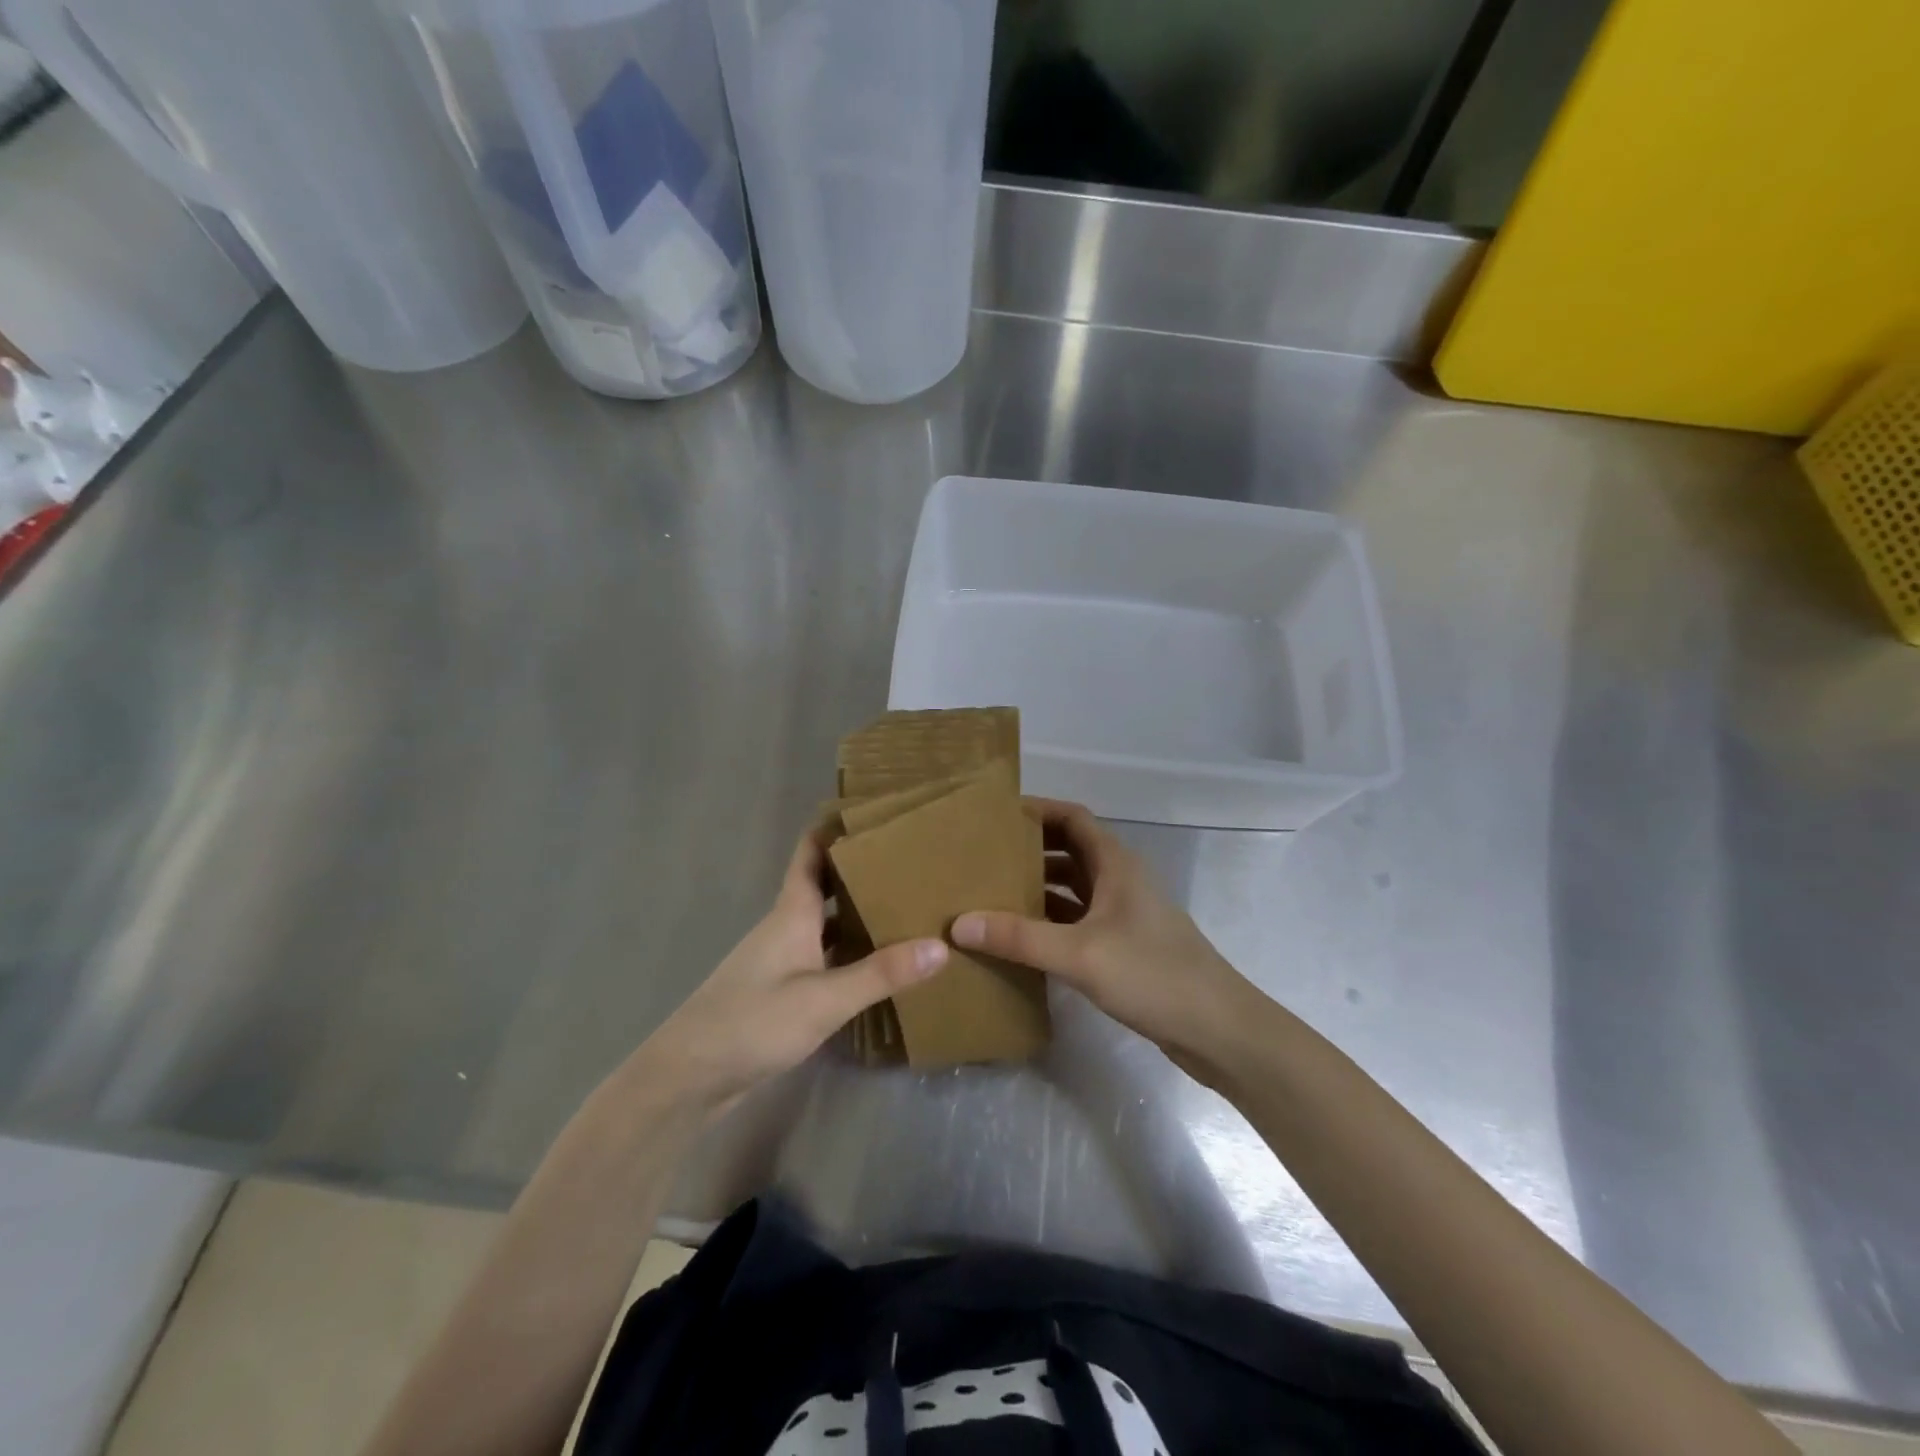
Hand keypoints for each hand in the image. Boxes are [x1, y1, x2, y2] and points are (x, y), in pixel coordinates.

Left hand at [629, 832, 946, 1114]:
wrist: (690, 1077)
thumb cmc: (753, 1022)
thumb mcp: (824, 999)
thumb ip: (881, 974)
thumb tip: (940, 945)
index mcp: (792, 912)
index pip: (811, 853)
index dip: (835, 828)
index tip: (875, 810)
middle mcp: (787, 926)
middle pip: (825, 885)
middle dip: (862, 870)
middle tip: (911, 859)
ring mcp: (783, 959)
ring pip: (827, 922)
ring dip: (860, 911)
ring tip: (907, 904)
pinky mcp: (783, 989)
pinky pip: (825, 955)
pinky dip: (851, 951)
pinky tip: (880, 963)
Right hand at [952, 799, 1264, 1084]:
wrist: (1218, 1030)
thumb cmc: (1152, 975)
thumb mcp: (1079, 954)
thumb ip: (1019, 938)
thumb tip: (958, 925)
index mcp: (1115, 863)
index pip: (1071, 817)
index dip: (1036, 810)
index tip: (993, 816)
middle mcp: (1119, 880)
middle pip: (1069, 850)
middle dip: (1028, 850)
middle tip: (981, 858)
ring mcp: (1123, 914)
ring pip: (1073, 887)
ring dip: (1037, 887)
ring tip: (990, 895)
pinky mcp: (1124, 945)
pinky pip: (1078, 920)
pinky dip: (1050, 921)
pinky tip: (1020, 938)